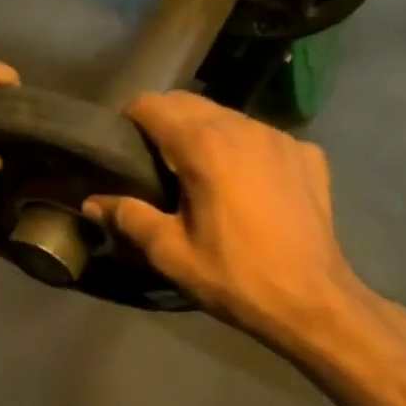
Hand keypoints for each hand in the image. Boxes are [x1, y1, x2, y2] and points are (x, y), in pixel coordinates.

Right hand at [82, 92, 382, 347]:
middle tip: (155, 164)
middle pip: (189, 103)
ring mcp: (281, 138)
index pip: (152, 105)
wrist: (314, 303)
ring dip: (205, 133)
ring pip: (228, 117)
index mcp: (204, 146)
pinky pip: (263, 137)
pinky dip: (245, 150)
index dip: (130, 121)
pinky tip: (247, 186)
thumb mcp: (171, 253)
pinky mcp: (308, 155)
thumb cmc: (235, 277)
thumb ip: (128, 217)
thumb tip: (92, 202)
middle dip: (165, 123)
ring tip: (200, 173)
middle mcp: (243, 127)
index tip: (124, 149)